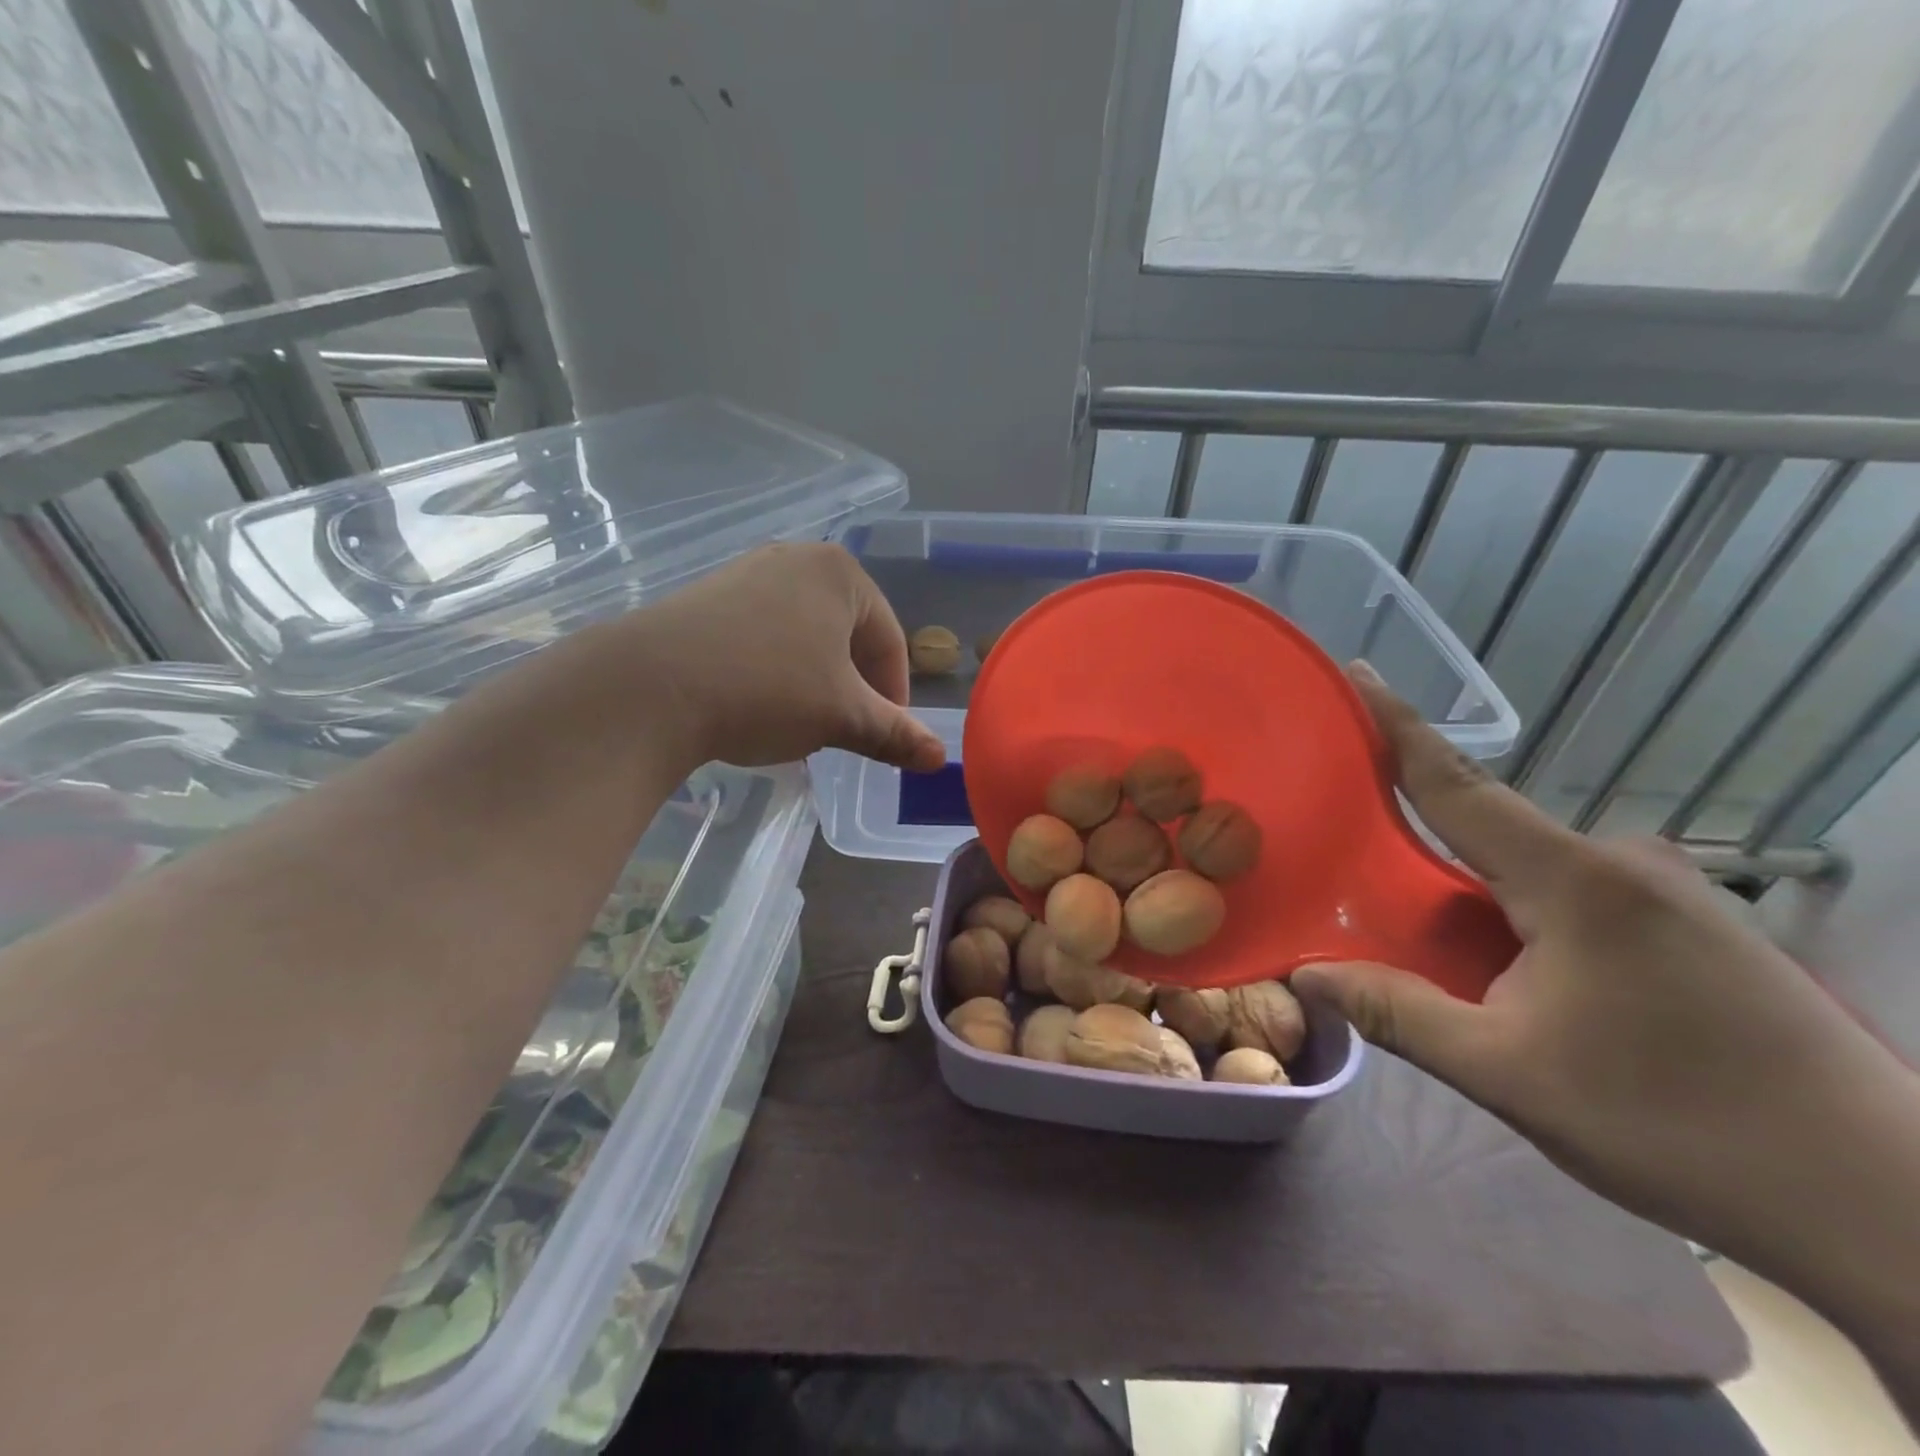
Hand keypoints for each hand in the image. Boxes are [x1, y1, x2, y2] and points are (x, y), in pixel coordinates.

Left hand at [612, 542, 946, 773]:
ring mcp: (746, 573)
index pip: (890, 640)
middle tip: (845, 730)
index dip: (895, 695)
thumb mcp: (842, 716)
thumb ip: (895, 734)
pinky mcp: (707, 596)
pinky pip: (764, 634)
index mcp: (840, 574)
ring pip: (805, 636)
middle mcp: (796, 559)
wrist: (650, 688)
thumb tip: (940, 760)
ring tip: (803, 723)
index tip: (885, 735)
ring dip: (816, 681)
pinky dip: (776, 670)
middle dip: (853, 687)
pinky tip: (757, 704)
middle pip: (848, 634)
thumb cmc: (767, 690)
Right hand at [1295, 663, 1915, 1275]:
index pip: (1458, 785)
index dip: (1398, 726)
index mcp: (1576, 880)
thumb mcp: (1508, 1075)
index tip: (1358, 673)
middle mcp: (1624, 863)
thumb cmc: (1678, 1127)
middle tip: (1362, 874)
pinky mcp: (1698, 926)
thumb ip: (1396, 1012)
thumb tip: (1304, 974)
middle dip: (1421, 842)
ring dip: (1475, 893)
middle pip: (1490, 830)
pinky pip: (1577, 894)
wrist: (1890, 1209)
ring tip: (1437, 946)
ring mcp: (1671, 892)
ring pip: (1534, 870)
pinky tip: (1516, 970)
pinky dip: (1522, 912)